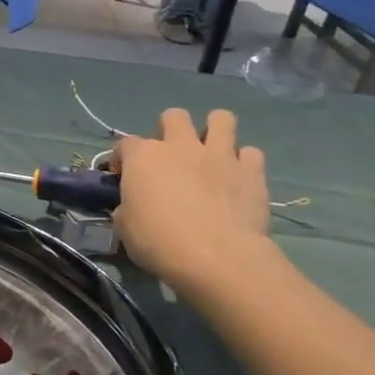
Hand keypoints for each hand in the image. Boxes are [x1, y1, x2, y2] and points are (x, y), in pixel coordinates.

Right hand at [112, 109, 273, 293]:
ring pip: (221, 119)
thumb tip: (131, 206)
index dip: (123, 159)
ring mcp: (219, 154)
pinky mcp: (251, 171)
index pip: (125, 144)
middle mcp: (180, 146)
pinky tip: (238, 177)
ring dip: (214, 130)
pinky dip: (244, 161)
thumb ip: (127, 207)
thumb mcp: (125, 227)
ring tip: (210, 152)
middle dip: (170, 130)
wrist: (217, 258)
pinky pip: (251, 153)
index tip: (123, 177)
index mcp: (143, 157)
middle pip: (174, 116)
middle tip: (170, 156)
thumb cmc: (160, 242)